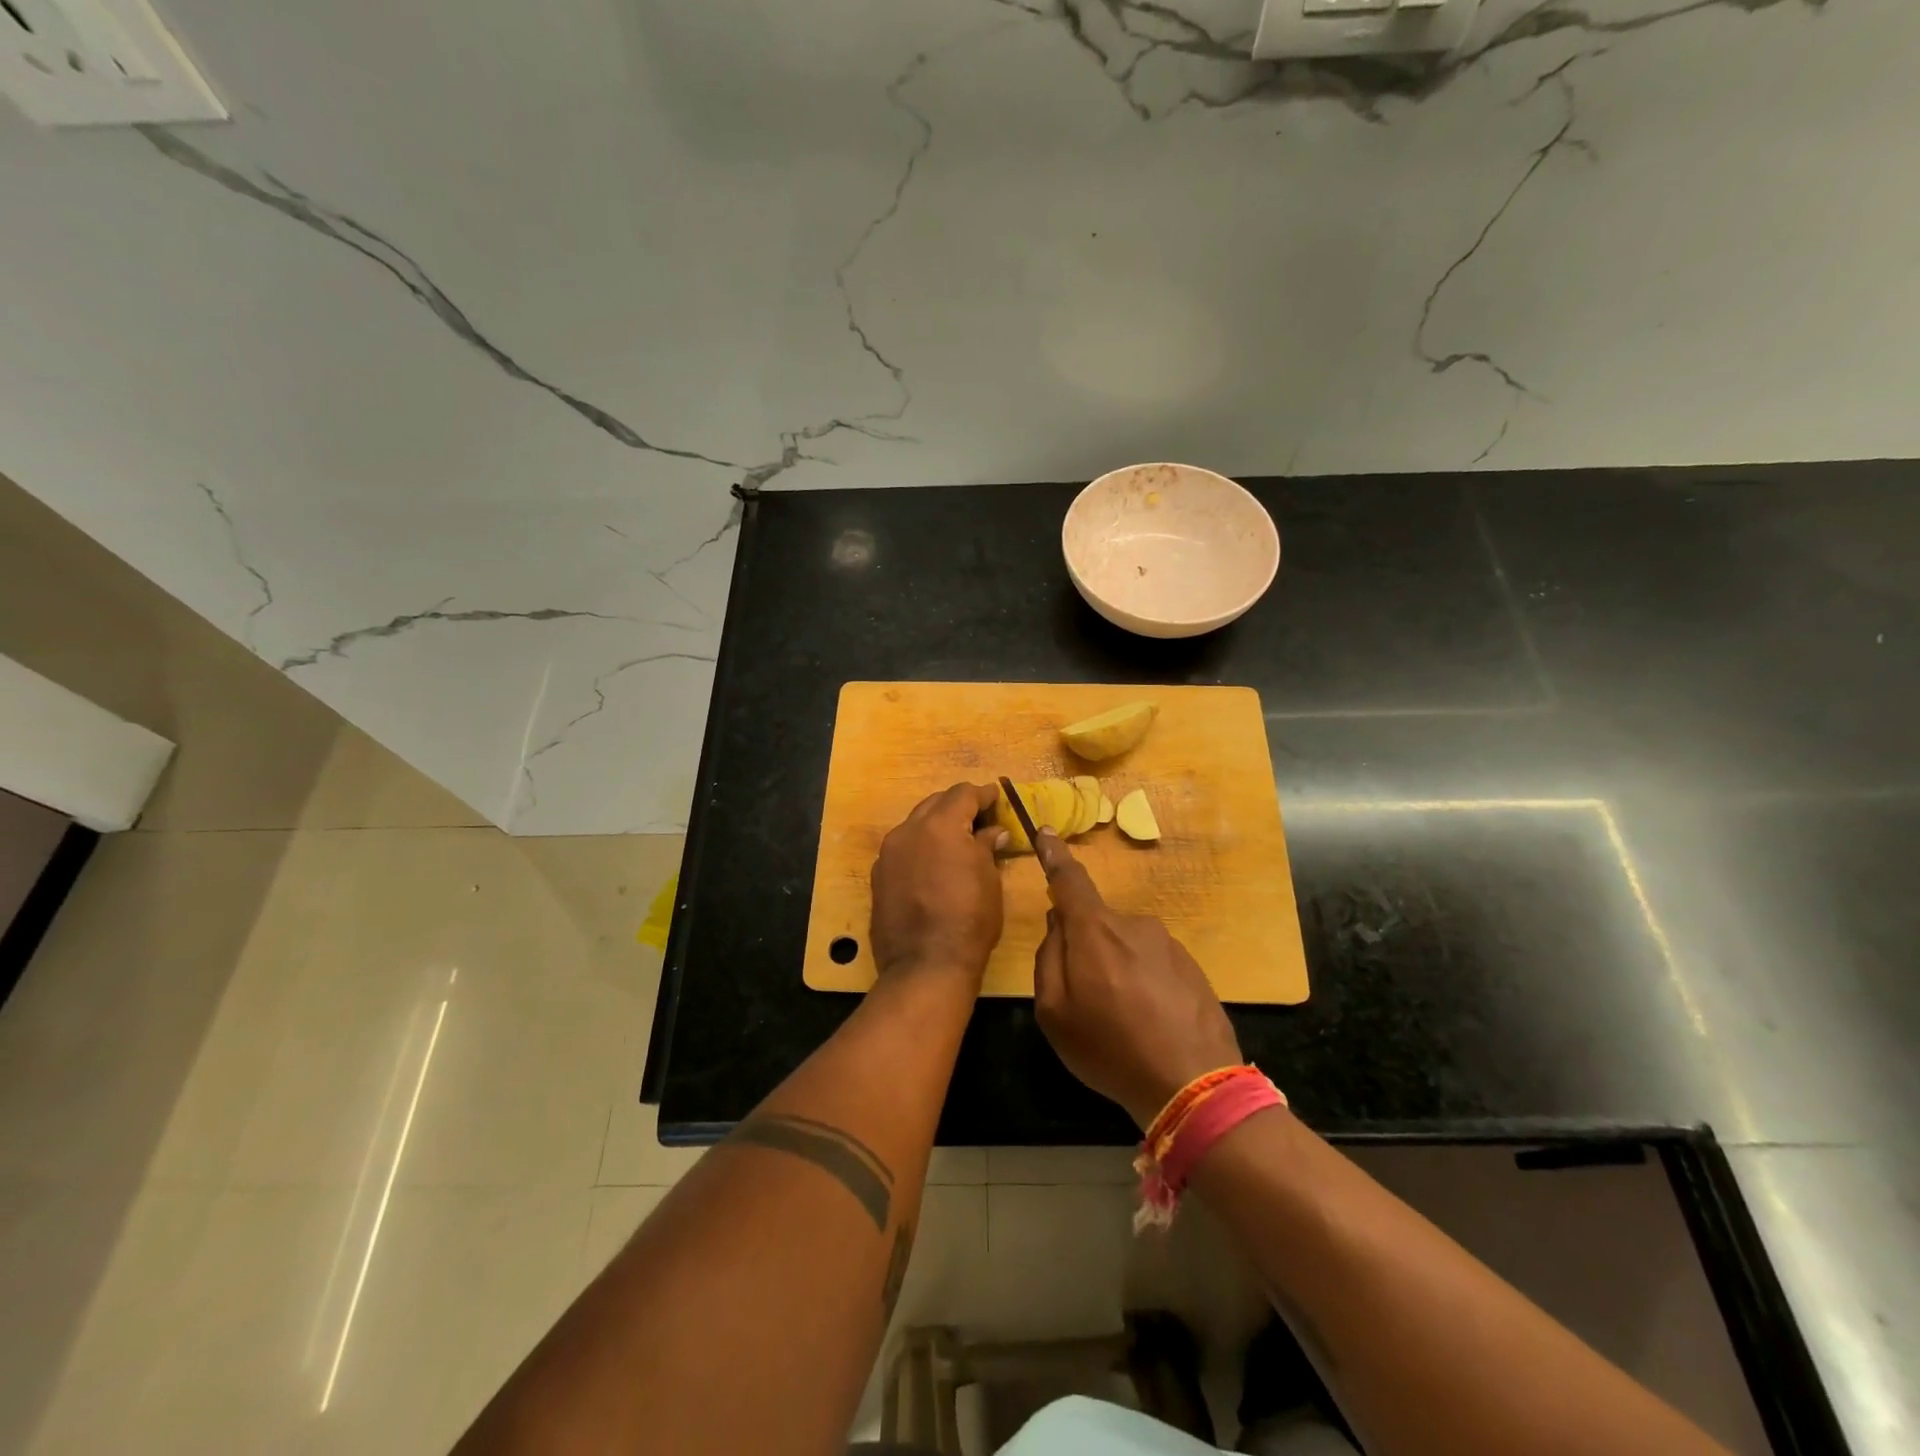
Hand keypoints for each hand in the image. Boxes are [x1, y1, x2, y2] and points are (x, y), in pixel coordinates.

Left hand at [869, 782, 1008, 982]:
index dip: (983, 794)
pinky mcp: (878, 876)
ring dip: (936, 826)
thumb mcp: (989, 879)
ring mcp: (888, 853)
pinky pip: (903, 849)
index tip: (997, 798)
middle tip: (980, 819)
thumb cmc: (970, 919)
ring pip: (915, 824)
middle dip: (958, 807)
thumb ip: (987, 846)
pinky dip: (920, 848)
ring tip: (957, 842)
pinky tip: (933, 866)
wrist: (925, 964)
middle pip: (936, 803)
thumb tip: (993, 831)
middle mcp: (908, 830)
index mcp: (940, 825)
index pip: (963, 794)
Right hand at [1030, 831, 1242, 1127]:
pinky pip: (1152, 964)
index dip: (1054, 854)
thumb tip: (1058, 924)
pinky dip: (1143, 984)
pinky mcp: (1191, 965)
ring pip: (1125, 946)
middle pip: (1097, 924)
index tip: (1046, 832)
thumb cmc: (1111, 1048)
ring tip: (1123, 1020)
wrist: (1194, 1084)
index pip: (1070, 879)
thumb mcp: (1054, 1012)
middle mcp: (1133, 924)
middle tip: (1087, 1000)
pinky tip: (1150, 1022)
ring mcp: (1167, 943)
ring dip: (1117, 970)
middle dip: (1086, 949)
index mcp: (1095, 930)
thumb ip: (1048, 958)